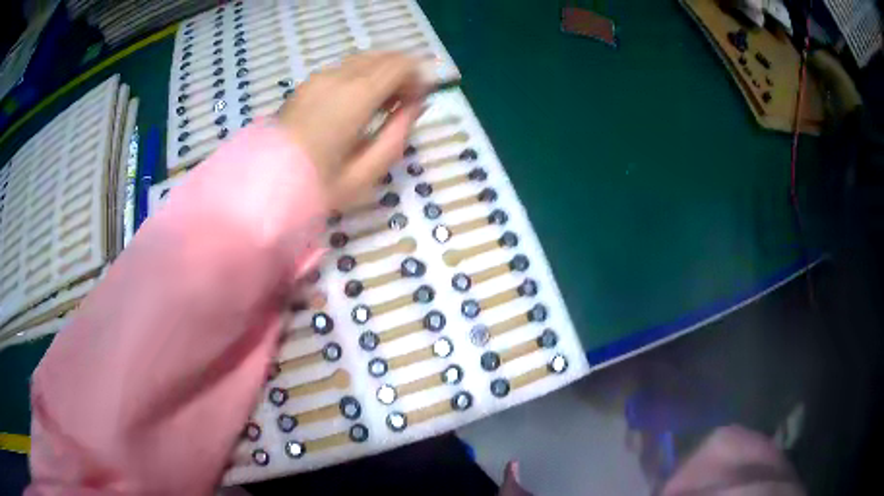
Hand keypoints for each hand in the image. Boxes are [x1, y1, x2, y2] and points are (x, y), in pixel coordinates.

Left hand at [277, 51, 426, 208]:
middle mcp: (337, 77)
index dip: (418, 77)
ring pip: (362, 60)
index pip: (399, 65)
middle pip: (382, 57)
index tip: (419, 101)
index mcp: (355, 97)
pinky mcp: (306, 85)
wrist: (263, 186)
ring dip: (380, 74)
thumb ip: (398, 134)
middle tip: (403, 103)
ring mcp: (318, 78)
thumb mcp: (367, 172)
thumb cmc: (317, 186)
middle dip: (401, 73)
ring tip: (381, 105)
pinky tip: (357, 104)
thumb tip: (416, 106)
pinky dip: (360, 76)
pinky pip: (343, 69)